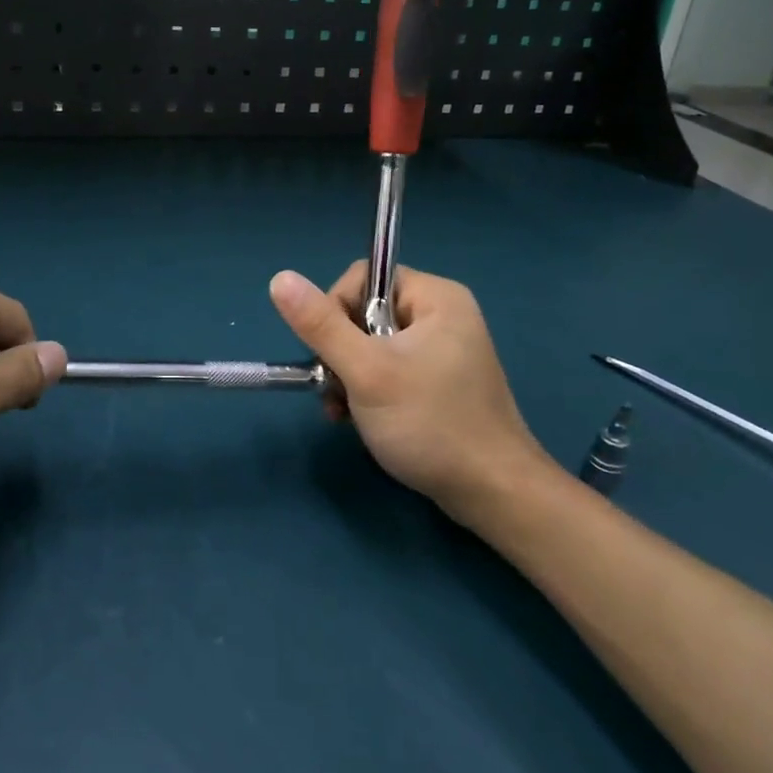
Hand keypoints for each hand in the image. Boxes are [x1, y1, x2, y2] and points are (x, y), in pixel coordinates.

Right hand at [269, 262, 557, 521]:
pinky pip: (390, 369)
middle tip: (337, 390)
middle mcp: (443, 315)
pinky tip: (360, 419)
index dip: (336, 311)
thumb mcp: (366, 371)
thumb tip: (279, 278)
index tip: (332, 355)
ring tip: (344, 412)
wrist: (493, 494)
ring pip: (372, 345)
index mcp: (435, 297)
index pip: (364, 279)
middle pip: (365, 313)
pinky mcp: (441, 382)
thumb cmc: (430, 424)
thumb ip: (321, 325)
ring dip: (349, 376)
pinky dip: (369, 390)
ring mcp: (444, 350)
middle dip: (341, 352)